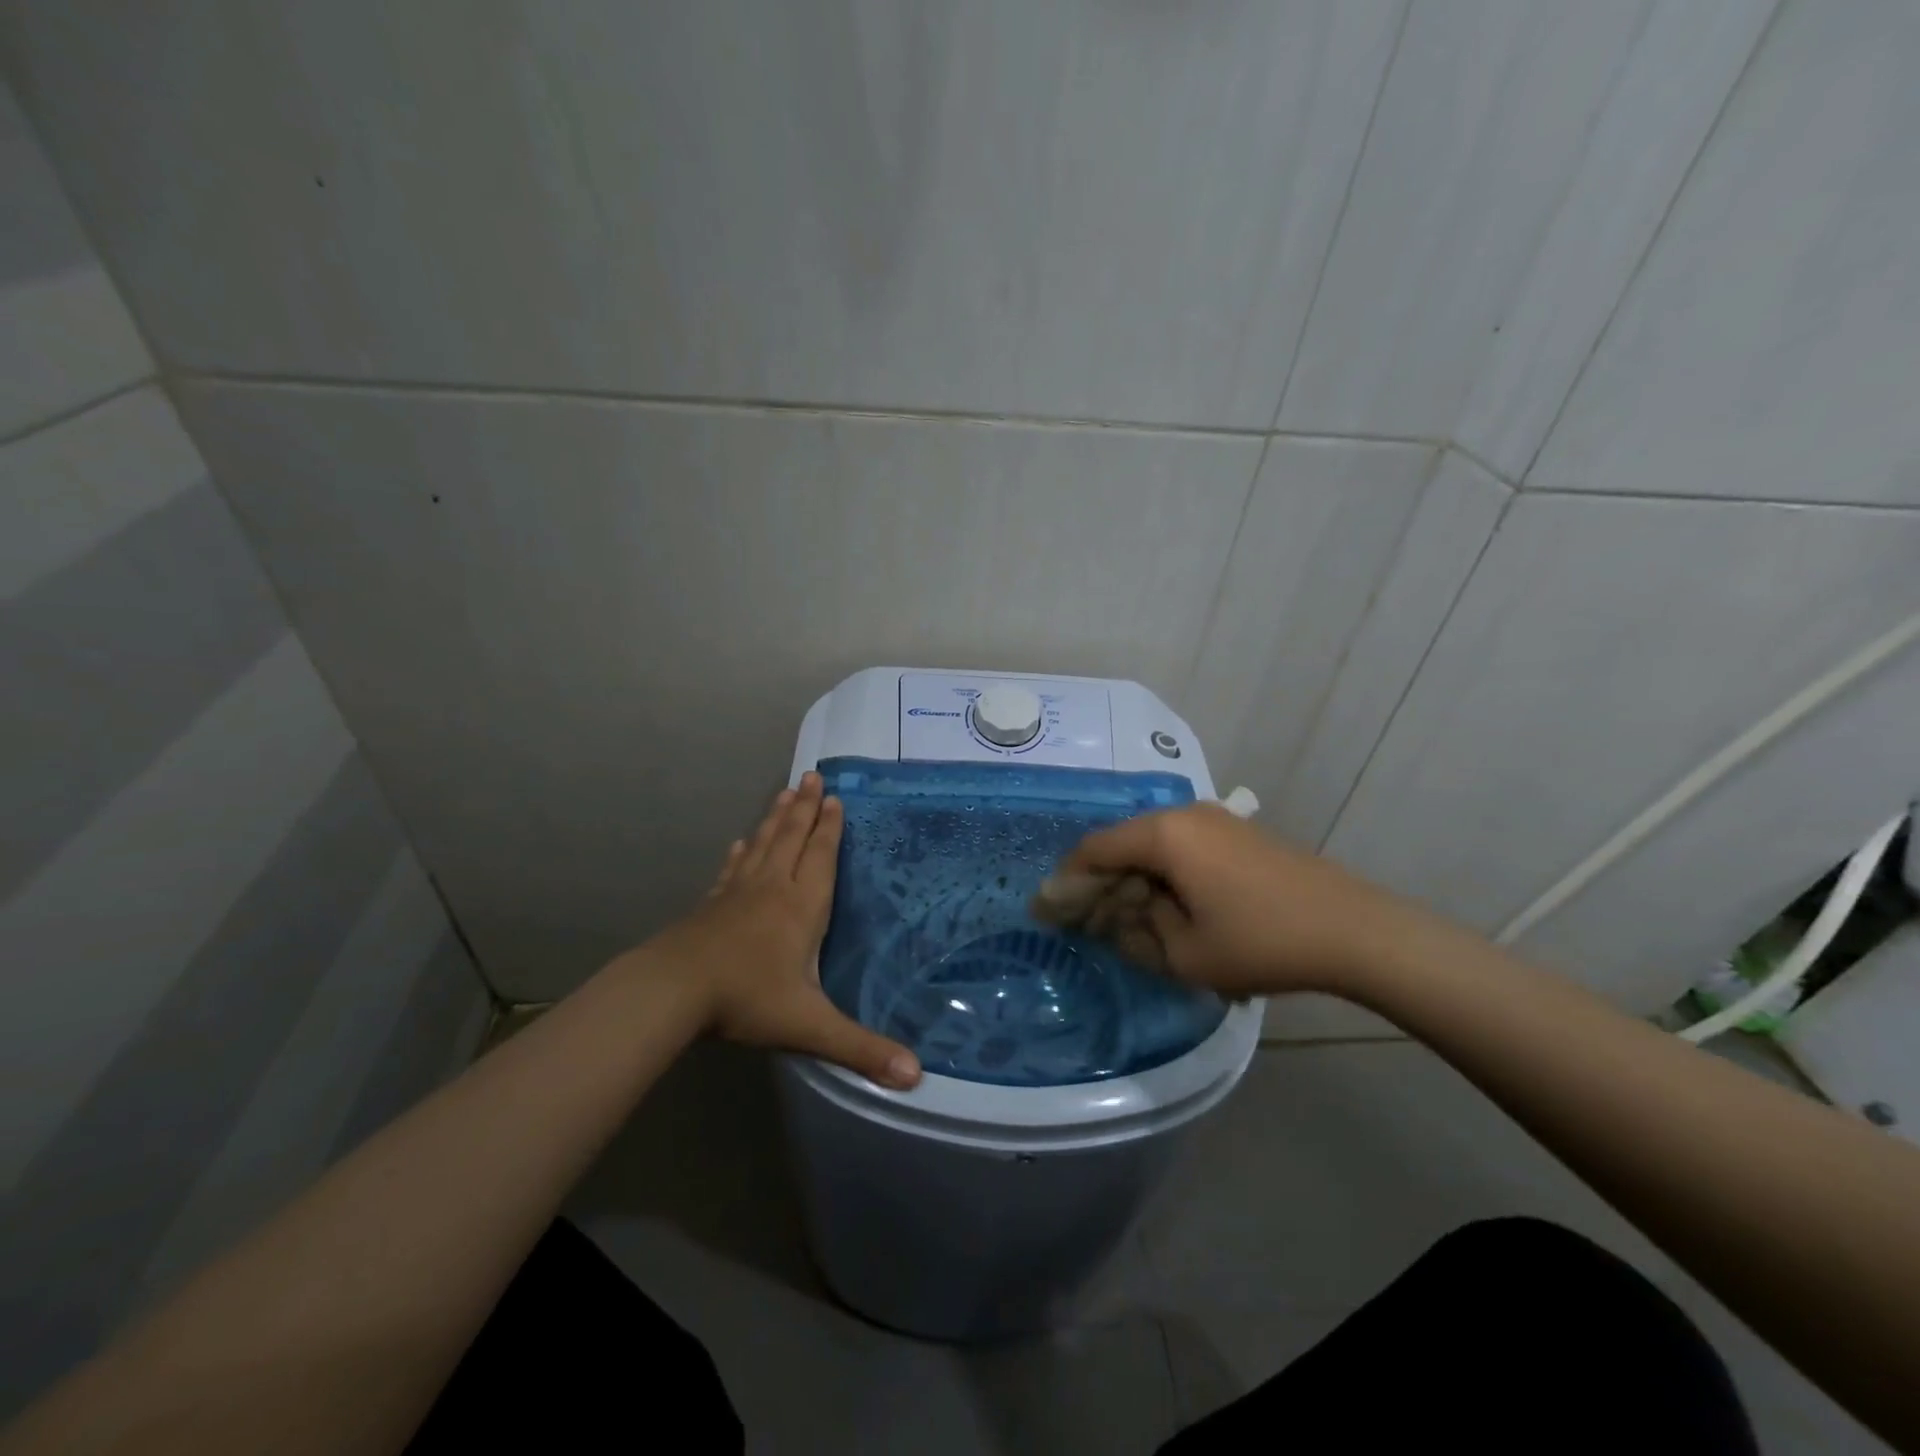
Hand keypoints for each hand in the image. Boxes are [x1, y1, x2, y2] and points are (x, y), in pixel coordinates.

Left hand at [640, 772, 921, 1089]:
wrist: (673, 991)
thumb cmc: (746, 1000)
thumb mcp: (809, 1026)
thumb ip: (860, 1048)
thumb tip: (916, 1076)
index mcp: (802, 908)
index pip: (821, 857)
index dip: (830, 828)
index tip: (835, 798)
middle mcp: (773, 889)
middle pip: (793, 839)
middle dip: (806, 809)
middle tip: (812, 776)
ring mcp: (737, 893)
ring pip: (763, 845)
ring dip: (776, 818)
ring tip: (785, 792)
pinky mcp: (711, 904)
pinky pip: (732, 869)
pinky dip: (741, 852)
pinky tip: (740, 843)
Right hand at [1054, 804, 1433, 997]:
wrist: (1355, 930)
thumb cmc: (1262, 942)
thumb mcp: (1186, 954)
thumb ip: (1136, 933)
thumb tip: (1118, 920)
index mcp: (1163, 834)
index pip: (1095, 849)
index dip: (1067, 880)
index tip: (1050, 911)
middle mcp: (1184, 814)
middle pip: (1123, 842)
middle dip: (1100, 881)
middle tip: (1086, 919)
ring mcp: (1215, 820)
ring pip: (1153, 844)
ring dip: (1133, 878)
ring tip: (1126, 917)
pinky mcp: (1237, 833)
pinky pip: (1182, 847)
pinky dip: (1163, 873)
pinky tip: (1167, 904)